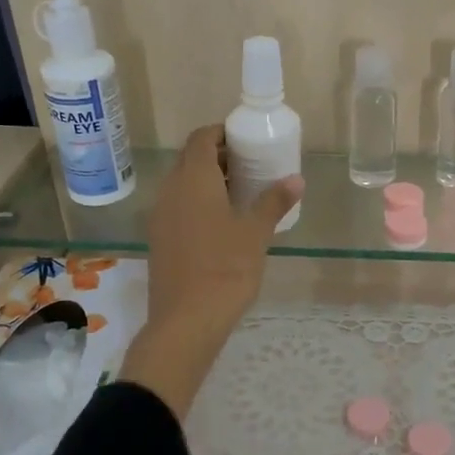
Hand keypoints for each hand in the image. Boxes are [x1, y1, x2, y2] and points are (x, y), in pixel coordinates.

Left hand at [118, 125, 301, 417]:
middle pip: (190, 159)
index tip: (245, 138)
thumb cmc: (226, 269)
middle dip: (217, 155)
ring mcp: (160, 216)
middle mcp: (170, 191)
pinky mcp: (159, 239)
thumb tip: (295, 179)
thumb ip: (274, 202)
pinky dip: (197, 202)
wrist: (186, 321)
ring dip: (207, 180)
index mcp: (193, 180)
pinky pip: (178, 206)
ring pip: (182, 184)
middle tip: (249, 164)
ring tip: (240, 192)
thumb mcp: (256, 234)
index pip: (201, 138)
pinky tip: (221, 222)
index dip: (221, 132)